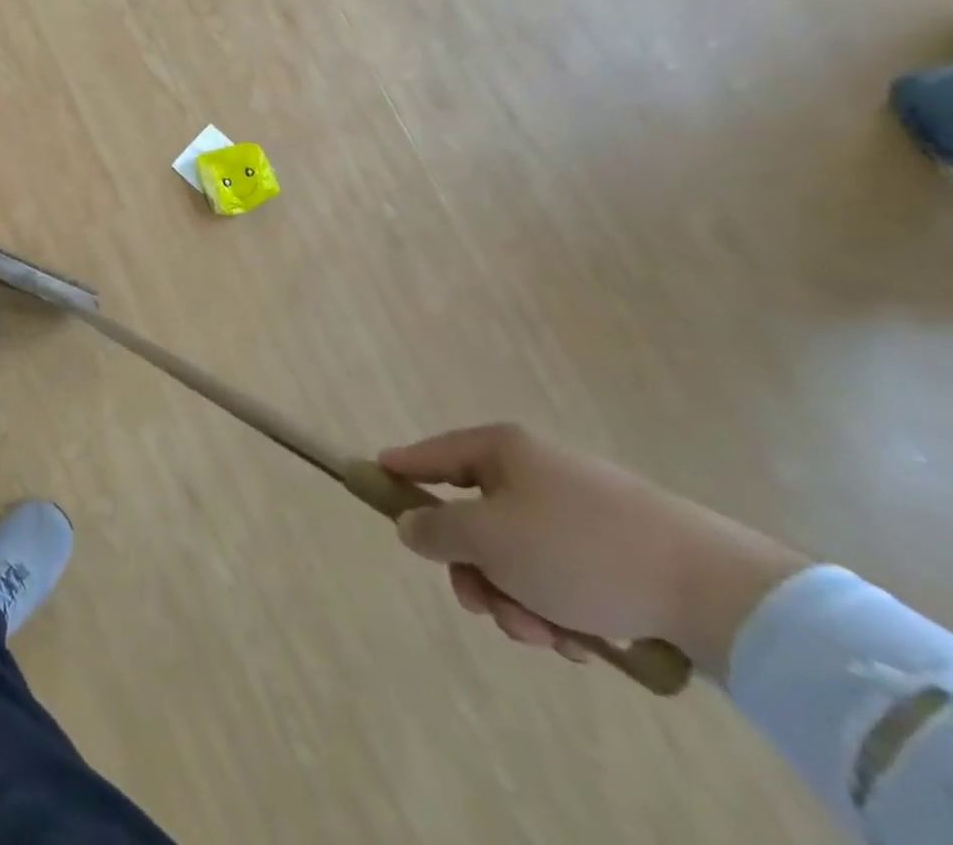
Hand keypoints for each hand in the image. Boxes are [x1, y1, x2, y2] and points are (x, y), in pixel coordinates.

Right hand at [380, 423, 806, 674]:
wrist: (718, 593)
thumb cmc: (581, 550)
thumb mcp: (489, 539)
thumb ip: (435, 529)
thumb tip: (409, 523)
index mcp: (503, 452)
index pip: (432, 454)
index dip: (399, 469)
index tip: (372, 480)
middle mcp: (537, 472)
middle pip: (475, 519)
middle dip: (476, 572)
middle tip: (487, 606)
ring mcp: (579, 512)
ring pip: (517, 558)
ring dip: (518, 600)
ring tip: (548, 635)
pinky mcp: (616, 553)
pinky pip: (560, 577)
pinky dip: (559, 609)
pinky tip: (581, 639)